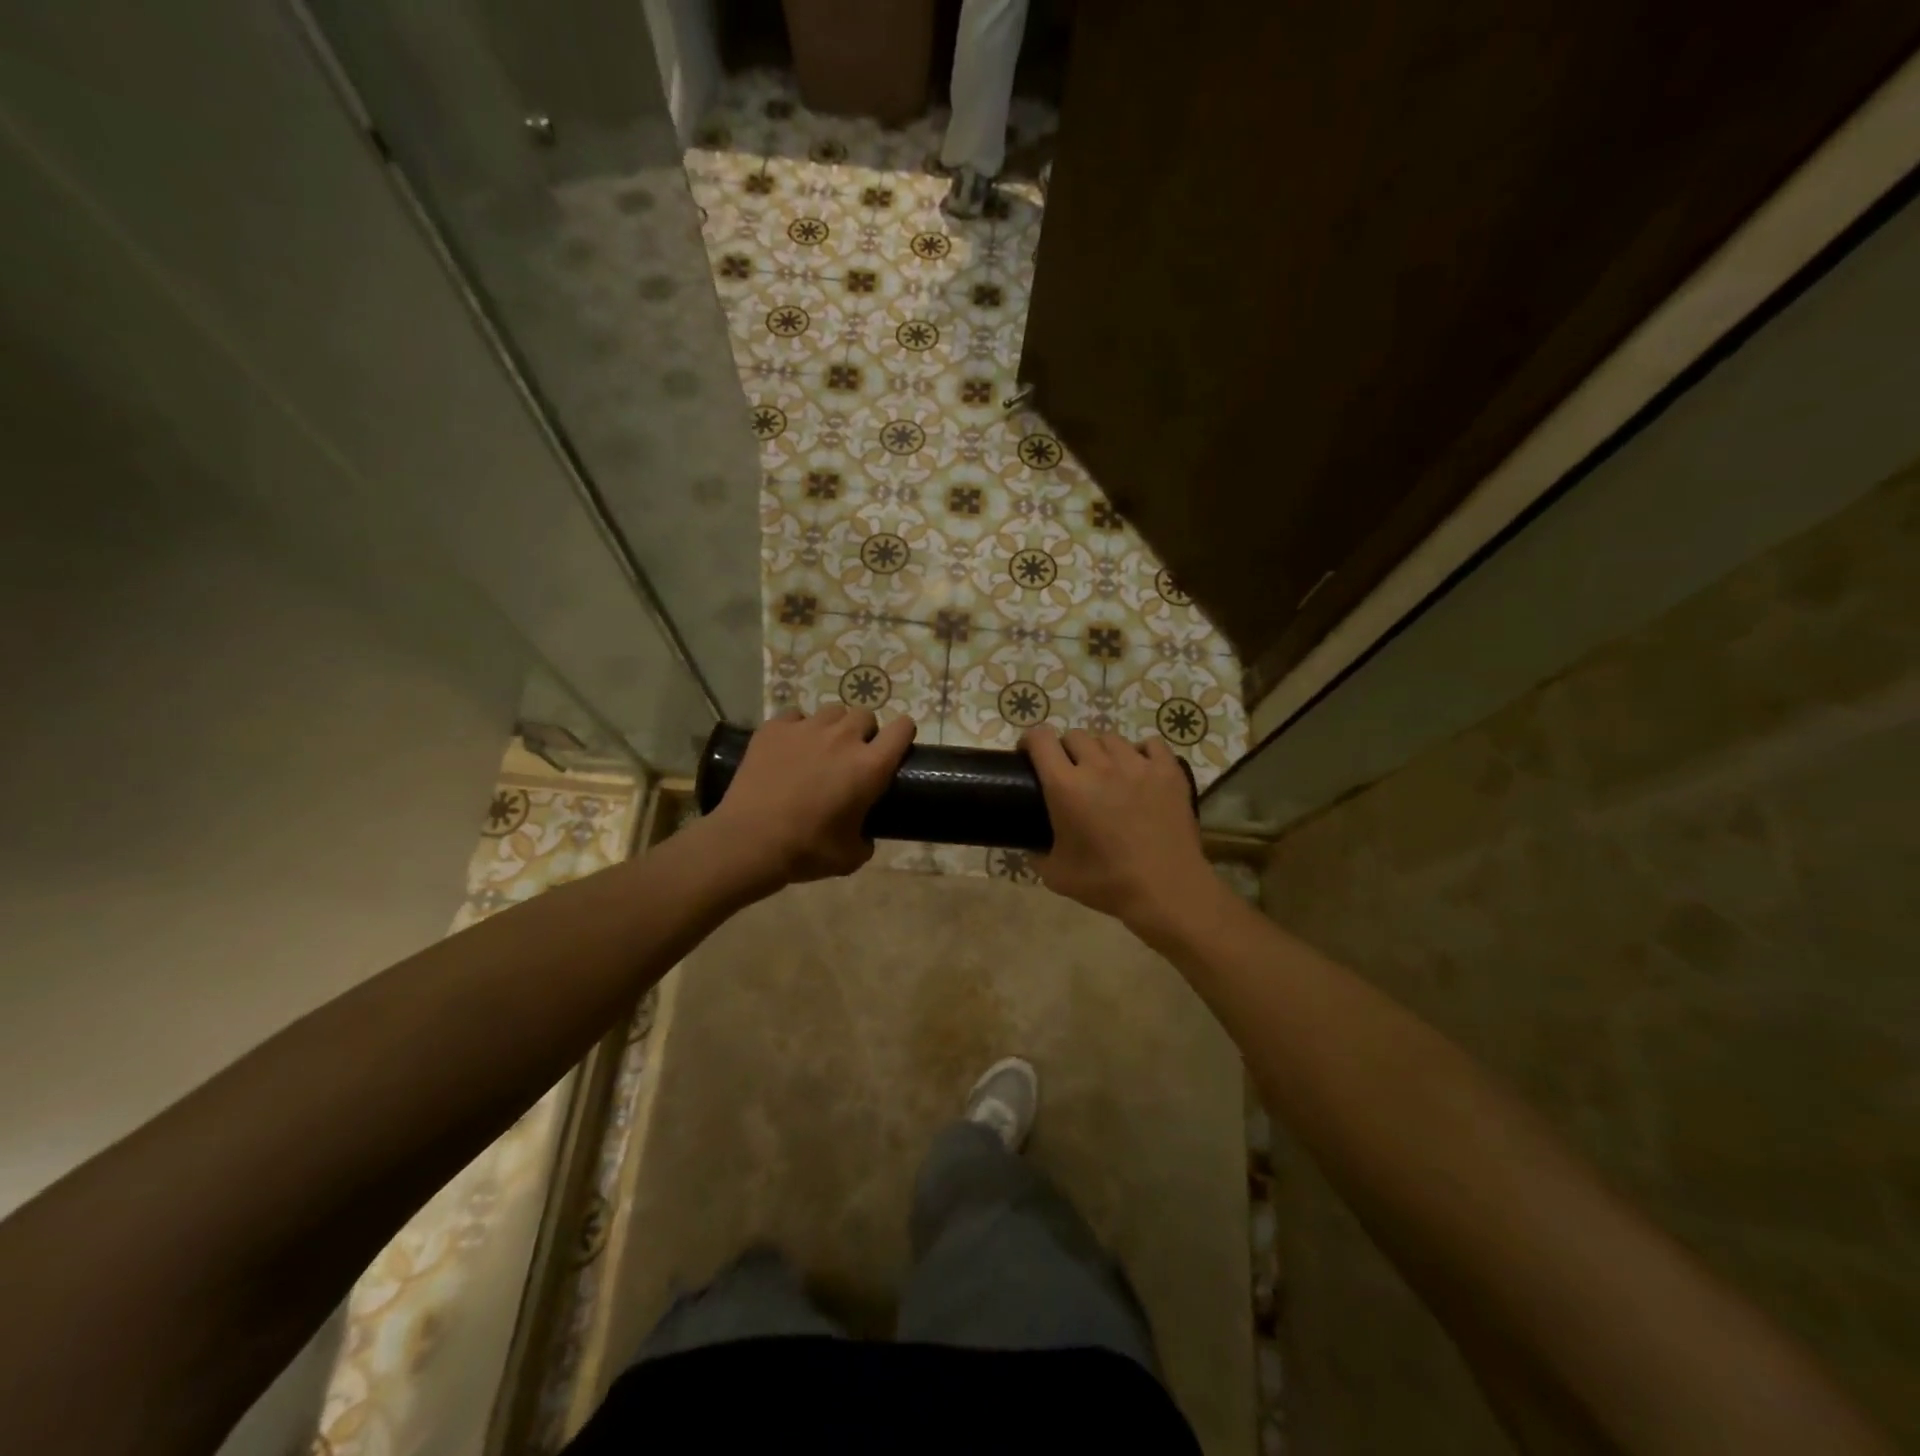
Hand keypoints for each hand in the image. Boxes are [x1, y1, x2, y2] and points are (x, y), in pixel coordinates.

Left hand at [710, 705, 914, 890]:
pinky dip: (796, 728)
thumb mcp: (850, 857)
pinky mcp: (774, 728)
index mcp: (870, 766)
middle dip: (864, 732)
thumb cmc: (806, 851)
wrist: (749, 842)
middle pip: (865, 714)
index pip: (903, 728)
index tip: (895, 747)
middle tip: (851, 756)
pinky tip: (788, 748)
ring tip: (820, 749)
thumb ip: (866, 839)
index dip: (903, 734)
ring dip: (833, 727)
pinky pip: (795, 716)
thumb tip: (864, 835)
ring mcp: (806, 728)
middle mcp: (843, 738)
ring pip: (832, 711)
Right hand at [1021, 727, 1212, 927]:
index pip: (1040, 740)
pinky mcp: (1168, 770)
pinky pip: (1150, 744)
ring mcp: (1137, 764)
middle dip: (1066, 750)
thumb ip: (1036, 854)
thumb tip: (1032, 846)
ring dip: (1101, 752)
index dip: (1030, 741)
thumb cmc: (1107, 883)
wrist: (1166, 890)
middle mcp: (1099, 766)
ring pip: (1110, 738)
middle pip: (1075, 735)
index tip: (1029, 755)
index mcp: (1066, 786)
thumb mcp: (1055, 875)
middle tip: (1070, 772)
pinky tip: (1139, 771)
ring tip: (1106, 773)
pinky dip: (1140, 753)